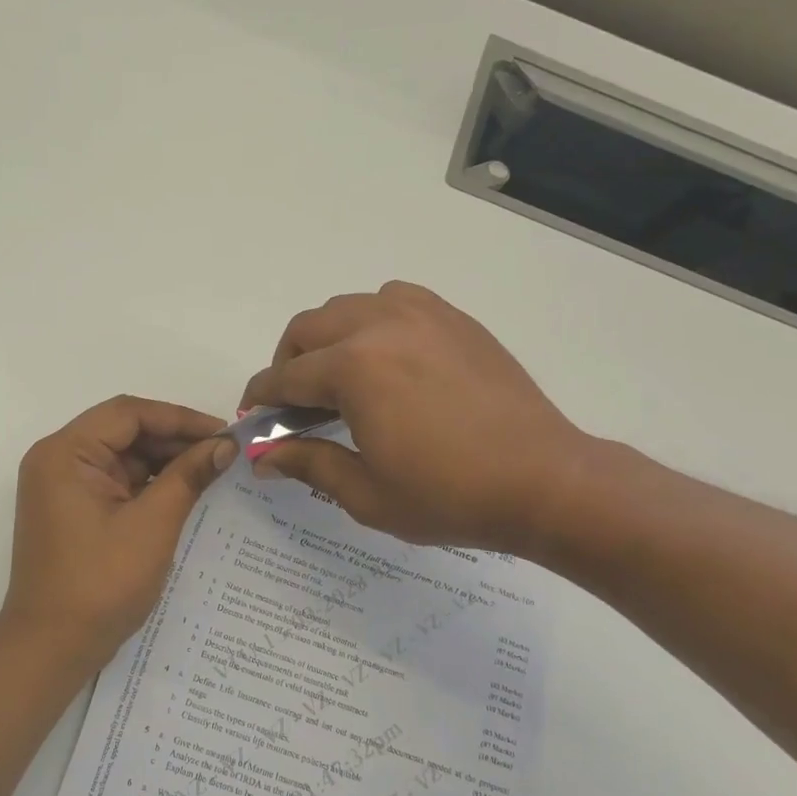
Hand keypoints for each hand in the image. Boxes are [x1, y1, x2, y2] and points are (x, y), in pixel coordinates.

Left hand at [0, 395, 235, 669]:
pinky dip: (148, 484)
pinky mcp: (72, 510)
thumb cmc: (100, 583)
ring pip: (122, 457)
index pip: (128, 414)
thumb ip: (188, 476)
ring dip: (164, 462)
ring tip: (212, 471)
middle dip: (173, 440)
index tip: (223, 432)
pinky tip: (185, 491)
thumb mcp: (152, 525)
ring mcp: (62, 487)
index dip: (179, 418)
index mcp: (65, 453)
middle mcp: (57, 460)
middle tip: (223, 453)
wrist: (51, 648)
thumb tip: (224, 445)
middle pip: (123, 432)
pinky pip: (115, 482)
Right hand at [240, 281, 594, 556]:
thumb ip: (308, 464)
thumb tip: (264, 458)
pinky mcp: (453, 319)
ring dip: (328, 337)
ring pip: (349, 306)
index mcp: (354, 368)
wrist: (543, 480)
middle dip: (288, 362)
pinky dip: (372, 320)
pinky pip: (394, 300)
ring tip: (339, 377)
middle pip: (308, 328)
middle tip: (294, 403)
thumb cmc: (449, 495)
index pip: (286, 376)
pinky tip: (385, 357)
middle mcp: (381, 325)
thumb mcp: (367, 493)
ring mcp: (422, 315)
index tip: (252, 416)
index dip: (262, 398)